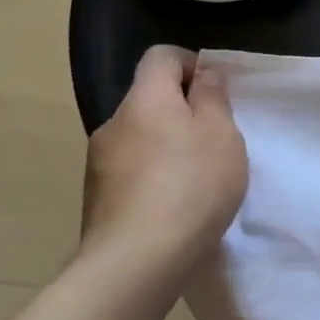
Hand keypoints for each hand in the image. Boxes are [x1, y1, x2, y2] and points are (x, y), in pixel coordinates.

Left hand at [81, 46, 248, 285]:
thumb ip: (212, 96)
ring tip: (199, 175)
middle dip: (183, 109)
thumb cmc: (191, 184)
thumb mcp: (221, 132)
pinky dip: (155, 175)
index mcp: (144, 99)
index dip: (191, 63)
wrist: (136, 263)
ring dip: (168, 144)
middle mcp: (114, 124)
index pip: (160, 56)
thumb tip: (202, 73)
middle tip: (217, 137)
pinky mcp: (98, 200)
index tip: (217, 90)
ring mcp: (99, 164)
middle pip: (150, 98)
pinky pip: (132, 170)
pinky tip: (177, 203)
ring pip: (141, 137)